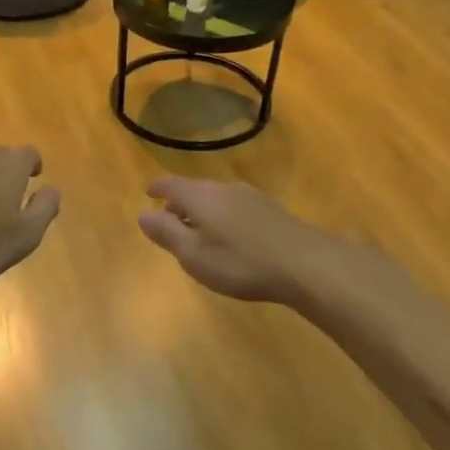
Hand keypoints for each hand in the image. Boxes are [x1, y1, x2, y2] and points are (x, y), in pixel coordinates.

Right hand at [137, 177, 349, 304]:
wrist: (306, 264)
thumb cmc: (240, 261)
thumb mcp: (193, 254)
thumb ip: (166, 233)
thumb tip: (143, 214)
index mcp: (200, 196)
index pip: (171, 184)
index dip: (157, 189)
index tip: (148, 194)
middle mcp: (224, 188)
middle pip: (194, 190)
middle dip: (179, 204)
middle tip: (170, 221)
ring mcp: (251, 197)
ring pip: (217, 198)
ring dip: (203, 212)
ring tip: (199, 232)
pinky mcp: (272, 211)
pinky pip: (235, 208)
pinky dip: (223, 218)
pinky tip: (231, 238)